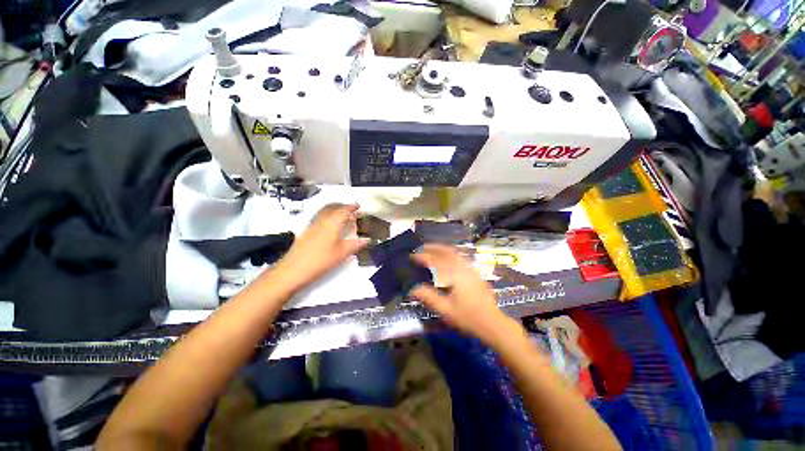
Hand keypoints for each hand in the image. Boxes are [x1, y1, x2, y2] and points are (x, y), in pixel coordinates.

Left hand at [275, 203, 368, 289]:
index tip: (357, 206)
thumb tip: (367, 239)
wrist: (294, 269)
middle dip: (341, 206)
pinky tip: (329, 225)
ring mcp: (312, 225)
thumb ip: (355, 244)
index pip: (343, 210)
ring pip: (323, 211)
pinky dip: (327, 216)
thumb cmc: (321, 260)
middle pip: (331, 207)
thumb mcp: (342, 253)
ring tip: (340, 214)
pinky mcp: (305, 232)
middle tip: (349, 208)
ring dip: (333, 209)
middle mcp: (321, 220)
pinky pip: (319, 217)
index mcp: (332, 223)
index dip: (351, 207)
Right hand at [411, 244, 520, 346]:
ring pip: (455, 252)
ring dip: (442, 249)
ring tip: (431, 250)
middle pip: (447, 251)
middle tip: (421, 247)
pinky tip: (446, 259)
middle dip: (433, 247)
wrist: (492, 322)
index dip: (423, 257)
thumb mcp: (446, 310)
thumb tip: (412, 289)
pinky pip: (460, 257)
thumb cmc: (468, 317)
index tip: (412, 256)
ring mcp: (470, 269)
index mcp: (454, 275)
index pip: (436, 261)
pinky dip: (450, 253)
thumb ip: (429, 297)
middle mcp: (463, 267)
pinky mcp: (475, 273)